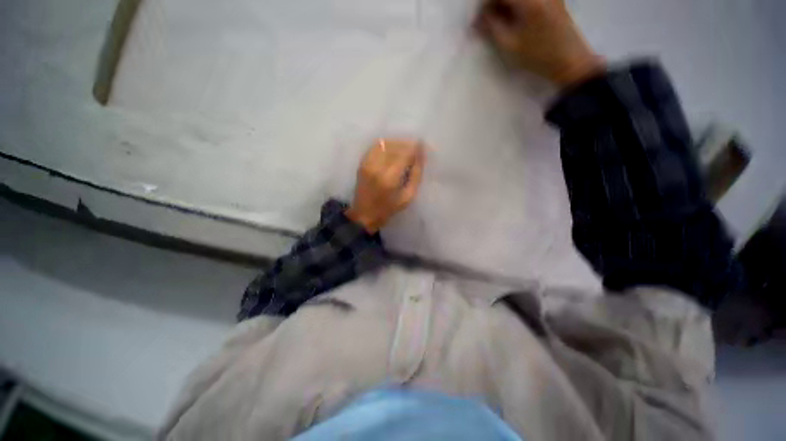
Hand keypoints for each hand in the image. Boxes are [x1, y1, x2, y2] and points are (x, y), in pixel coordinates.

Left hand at [345, 139, 425, 233]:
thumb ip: (416, 175)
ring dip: (397, 144)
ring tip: (404, 150)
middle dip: (408, 145)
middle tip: (415, 150)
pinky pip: (375, 146)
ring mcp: (367, 163)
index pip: (405, 154)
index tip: (422, 147)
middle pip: (396, 146)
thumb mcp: (408, 196)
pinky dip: (386, 145)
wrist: (364, 214)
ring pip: (385, 144)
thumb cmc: (388, 209)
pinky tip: (392, 151)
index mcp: (390, 178)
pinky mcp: (362, 163)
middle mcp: (377, 167)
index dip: (416, 148)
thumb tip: (421, 155)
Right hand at [475, 0, 604, 86]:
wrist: (568, 60)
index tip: (478, 20)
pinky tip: (513, 17)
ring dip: (504, 5)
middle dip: (494, 4)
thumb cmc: (537, 55)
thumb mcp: (509, 45)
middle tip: (487, 21)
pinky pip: (528, 0)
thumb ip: (491, 27)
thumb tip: (477, 20)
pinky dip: (516, 6)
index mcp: (528, 0)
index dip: (484, 5)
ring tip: (499, 21)